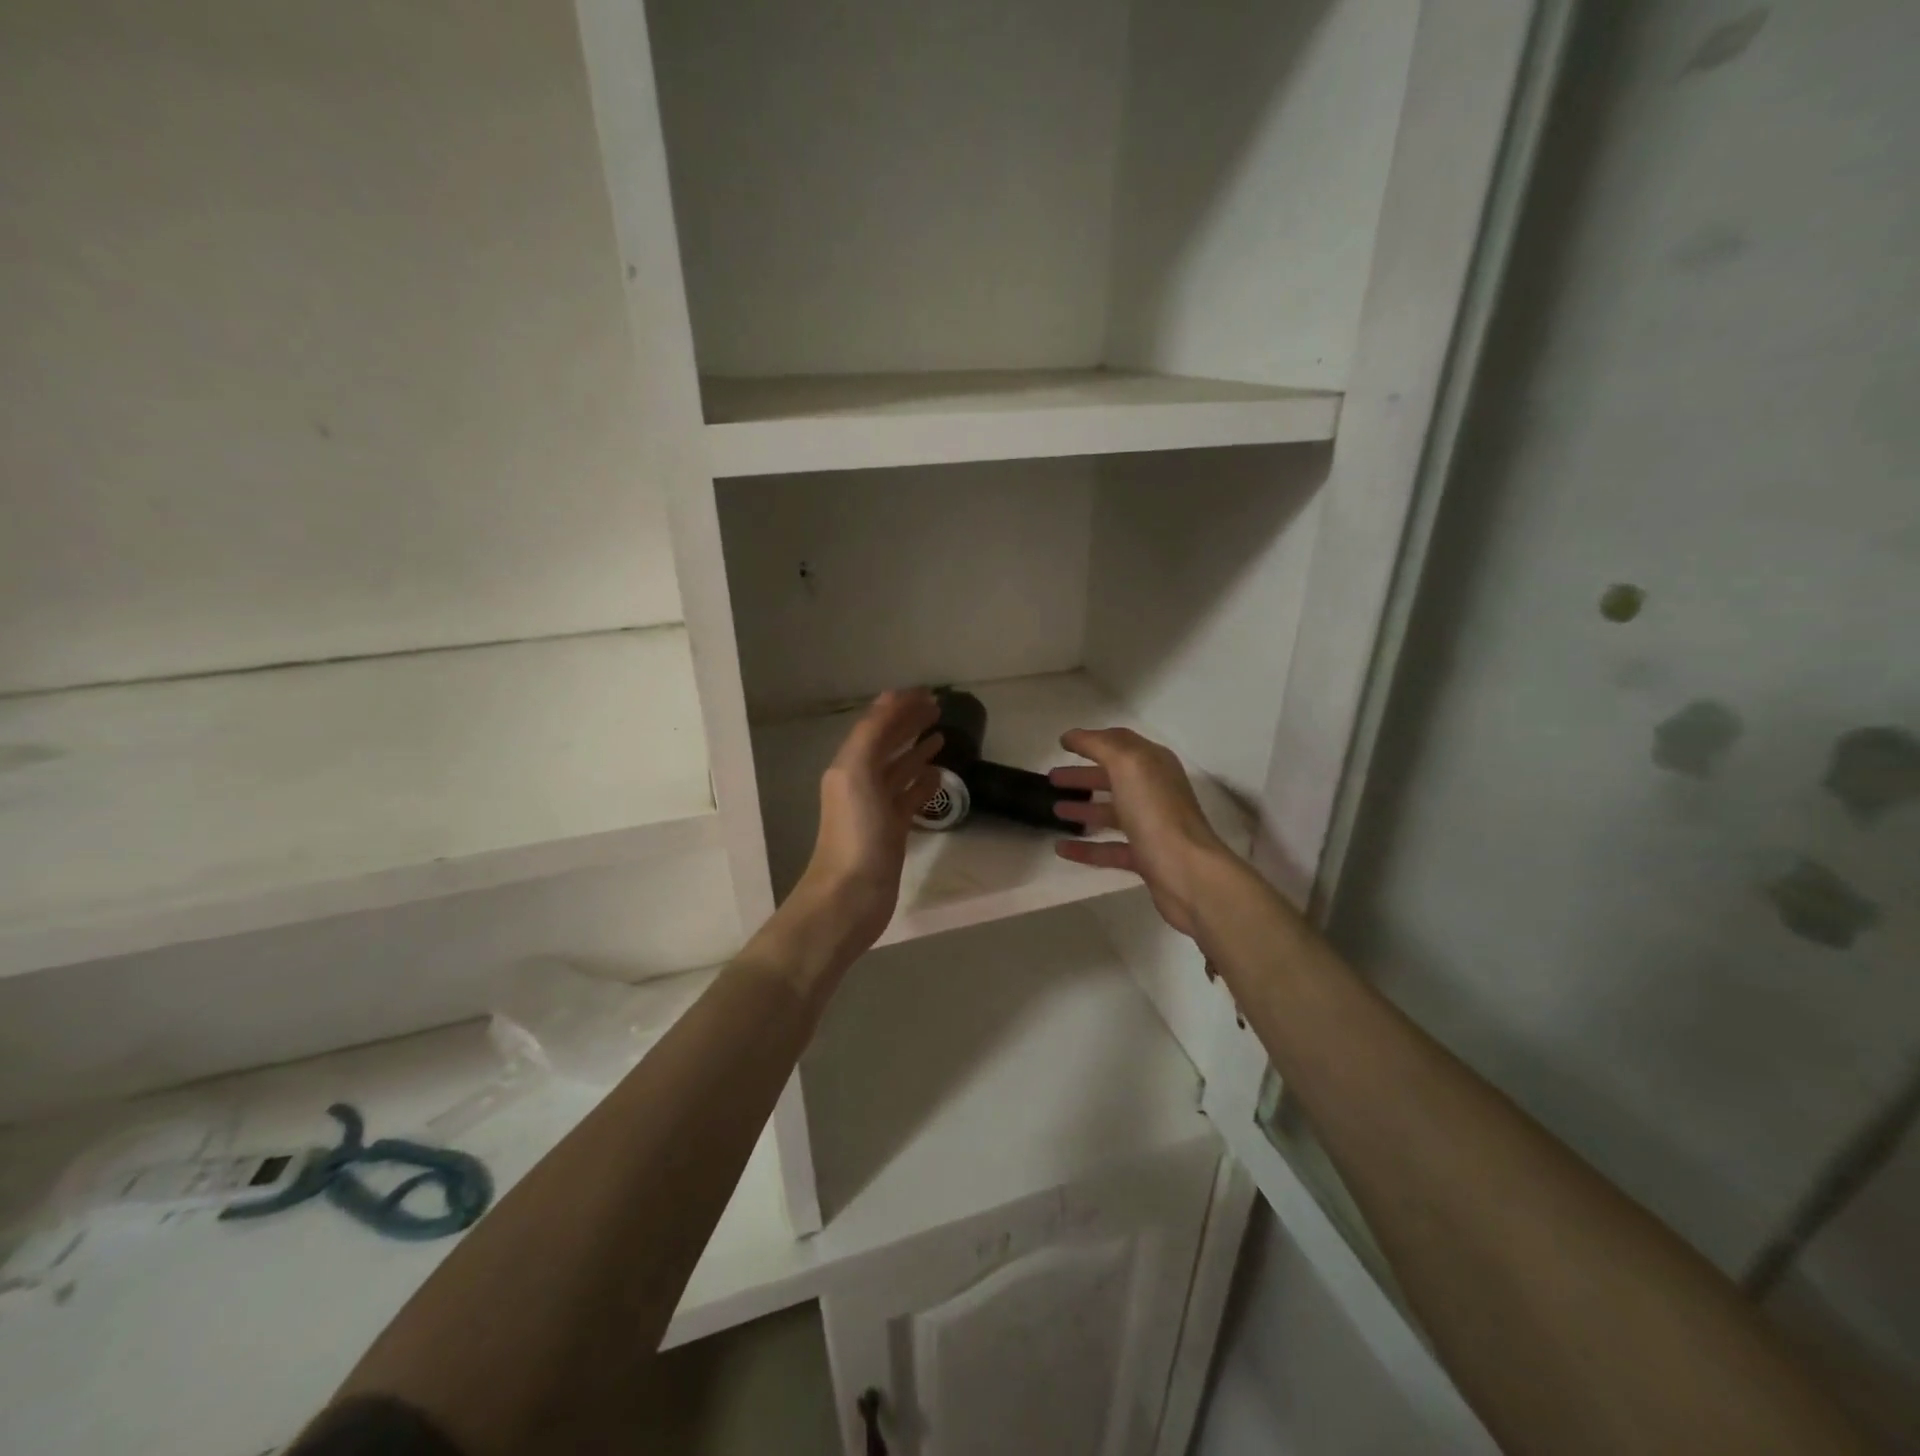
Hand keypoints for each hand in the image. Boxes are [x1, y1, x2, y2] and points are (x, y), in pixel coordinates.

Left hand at [788, 688, 942, 957]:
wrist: (851, 895)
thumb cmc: (855, 832)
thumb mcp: (857, 772)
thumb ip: (872, 733)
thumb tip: (893, 700)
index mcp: (850, 765)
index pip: (876, 724)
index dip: (899, 706)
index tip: (928, 693)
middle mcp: (861, 782)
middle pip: (888, 744)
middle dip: (909, 724)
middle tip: (939, 709)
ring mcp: (877, 808)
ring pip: (899, 771)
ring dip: (917, 751)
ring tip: (942, 737)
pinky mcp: (892, 832)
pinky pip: (909, 799)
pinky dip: (923, 784)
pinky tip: (939, 776)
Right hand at [1049, 727, 1230, 938]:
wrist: (1186, 871)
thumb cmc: (1155, 811)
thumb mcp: (1127, 765)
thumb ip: (1099, 745)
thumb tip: (1073, 736)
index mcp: (1154, 764)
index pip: (1120, 743)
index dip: (1091, 740)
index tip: (1062, 745)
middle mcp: (1155, 791)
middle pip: (1113, 778)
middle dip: (1082, 776)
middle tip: (1051, 779)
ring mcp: (1150, 826)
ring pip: (1111, 812)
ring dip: (1082, 809)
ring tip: (1054, 809)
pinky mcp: (1145, 857)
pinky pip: (1109, 848)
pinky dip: (1085, 848)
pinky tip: (1061, 849)